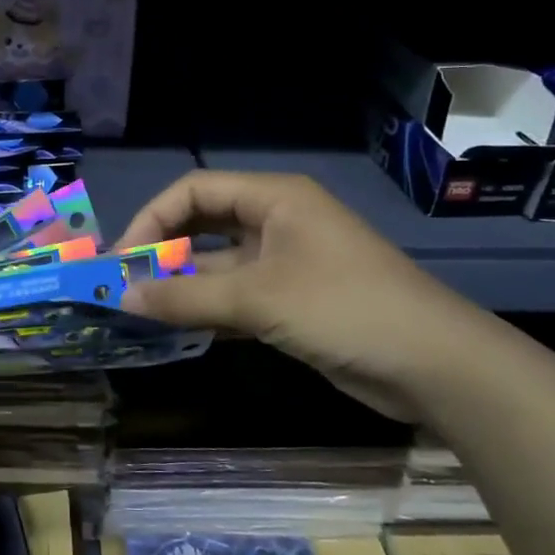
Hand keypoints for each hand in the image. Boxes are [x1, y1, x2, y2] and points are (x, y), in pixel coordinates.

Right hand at [115, 170, 491, 419]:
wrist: (434, 364)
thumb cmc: (344, 308)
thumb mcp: (258, 299)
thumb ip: (185, 297)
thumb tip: (120, 298)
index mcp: (274, 198)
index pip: (194, 190)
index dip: (152, 219)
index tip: (121, 259)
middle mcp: (276, 221)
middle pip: (203, 224)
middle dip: (162, 252)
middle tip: (124, 285)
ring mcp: (285, 262)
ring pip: (217, 264)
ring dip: (181, 285)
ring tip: (140, 310)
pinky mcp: (292, 300)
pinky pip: (235, 295)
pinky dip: (206, 308)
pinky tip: (177, 328)